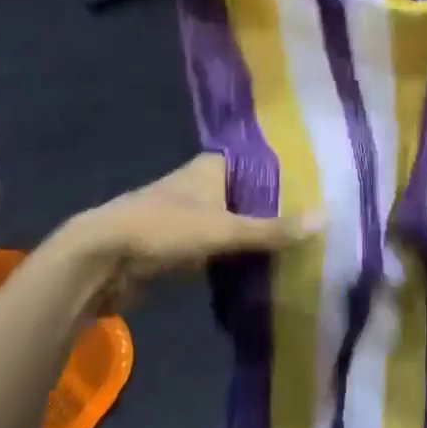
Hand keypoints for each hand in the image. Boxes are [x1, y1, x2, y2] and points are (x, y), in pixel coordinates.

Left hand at [87, 154, 314, 287]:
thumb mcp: (223, 228)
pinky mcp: (178, 244)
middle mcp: (201, 184)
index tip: (319, 184)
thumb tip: (325, 218)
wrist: (101, 260)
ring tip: (298, 244)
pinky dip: (236, 255)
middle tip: (315, 220)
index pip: (259, 161)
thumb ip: (272, 228)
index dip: (286, 172)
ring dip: (255, 233)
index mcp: (211, 167)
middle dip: (275, 207)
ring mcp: (188, 214)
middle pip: (248, 193)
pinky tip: (263, 266)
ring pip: (233, 220)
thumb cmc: (163, 228)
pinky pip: (218, 246)